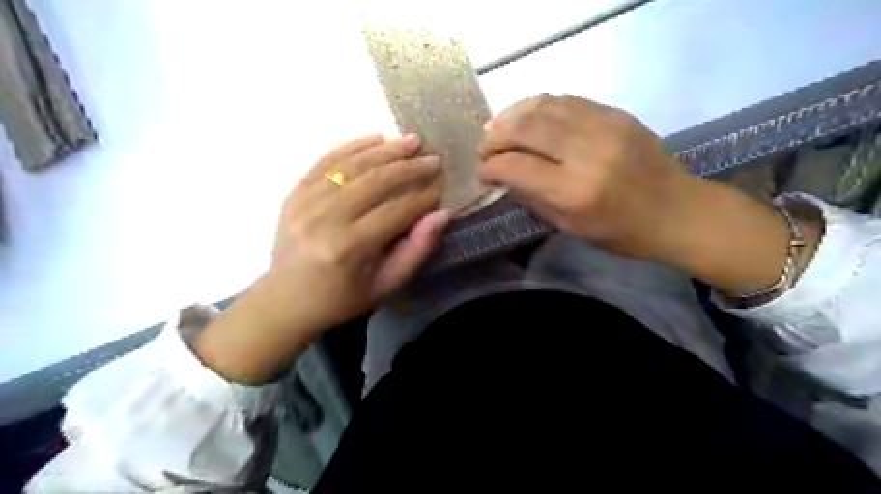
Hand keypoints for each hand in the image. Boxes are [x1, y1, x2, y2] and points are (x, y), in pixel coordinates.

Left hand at [272, 133, 449, 326]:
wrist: (285, 300)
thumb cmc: (341, 299)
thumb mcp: (385, 286)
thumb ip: (416, 250)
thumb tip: (442, 215)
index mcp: (349, 248)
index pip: (395, 211)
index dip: (422, 198)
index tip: (440, 189)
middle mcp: (324, 219)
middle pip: (375, 182)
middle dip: (409, 167)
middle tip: (433, 159)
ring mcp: (304, 202)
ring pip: (352, 165)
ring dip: (385, 150)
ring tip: (411, 141)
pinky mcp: (294, 193)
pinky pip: (325, 161)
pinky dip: (352, 146)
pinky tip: (376, 138)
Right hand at [475, 94, 818, 296]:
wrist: (678, 211)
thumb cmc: (622, 233)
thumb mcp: (571, 228)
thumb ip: (534, 199)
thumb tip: (505, 177)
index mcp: (576, 191)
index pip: (517, 167)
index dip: (491, 166)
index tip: (483, 171)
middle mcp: (588, 152)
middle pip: (526, 127)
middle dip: (496, 136)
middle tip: (485, 147)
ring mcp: (604, 126)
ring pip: (544, 105)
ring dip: (513, 114)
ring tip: (499, 127)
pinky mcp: (616, 113)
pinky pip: (566, 100)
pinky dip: (539, 106)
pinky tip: (529, 117)